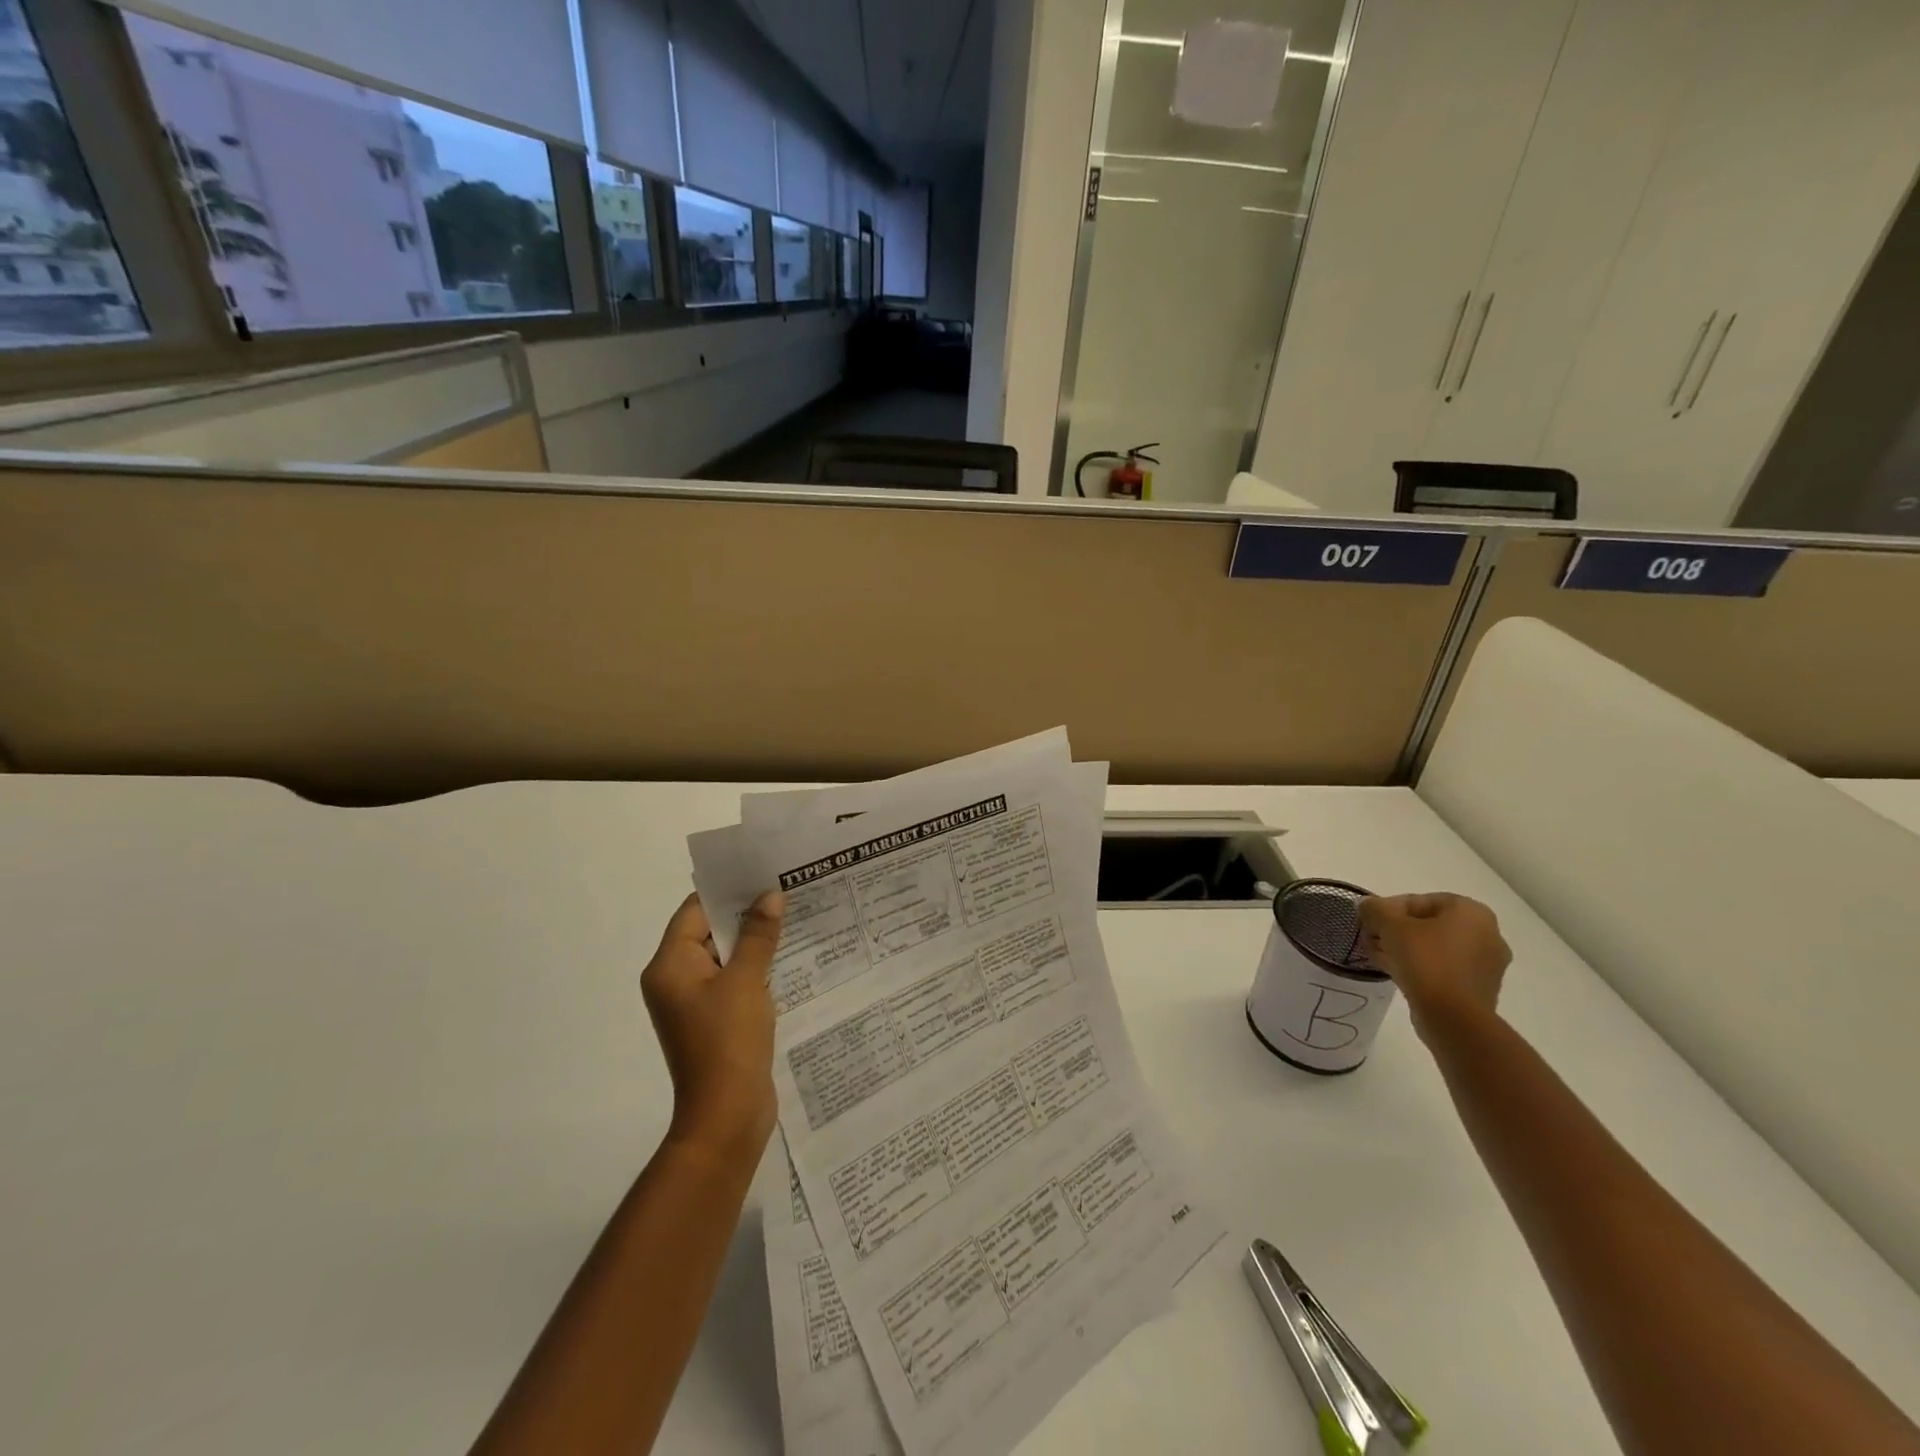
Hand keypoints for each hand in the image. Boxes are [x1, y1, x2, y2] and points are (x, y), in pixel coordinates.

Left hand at [641, 892, 784, 1163]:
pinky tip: (788, 957)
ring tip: (794, 917)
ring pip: (725, 957)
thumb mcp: (746, 981)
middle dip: (746, 913)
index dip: (727, 890)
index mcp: (670, 966)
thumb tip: (769, 896)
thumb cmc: (729, 1041)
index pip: (695, 911)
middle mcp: (675, 980)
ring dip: (754, 941)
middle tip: (785, 890)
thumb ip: (758, 935)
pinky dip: (755, 967)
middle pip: (709, 932)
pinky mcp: (714, 1021)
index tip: (762, 872)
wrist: (726, 1116)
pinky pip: (733, 981)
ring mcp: (694, 1003)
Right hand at [1359, 893, 1510, 1039]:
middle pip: (1429, 924)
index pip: (1421, 900)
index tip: (1369, 921)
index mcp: (1472, 912)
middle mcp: (1487, 934)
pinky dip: (1420, 966)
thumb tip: (1366, 905)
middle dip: (1396, 930)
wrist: (1453, 1018)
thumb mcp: (1390, 926)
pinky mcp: (1478, 989)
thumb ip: (1375, 909)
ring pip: (1435, 948)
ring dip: (1405, 948)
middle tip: (1371, 938)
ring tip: (1378, 955)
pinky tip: (1394, 971)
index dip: (1388, 909)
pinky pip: (1443, 968)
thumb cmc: (1425, 961)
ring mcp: (1486, 964)